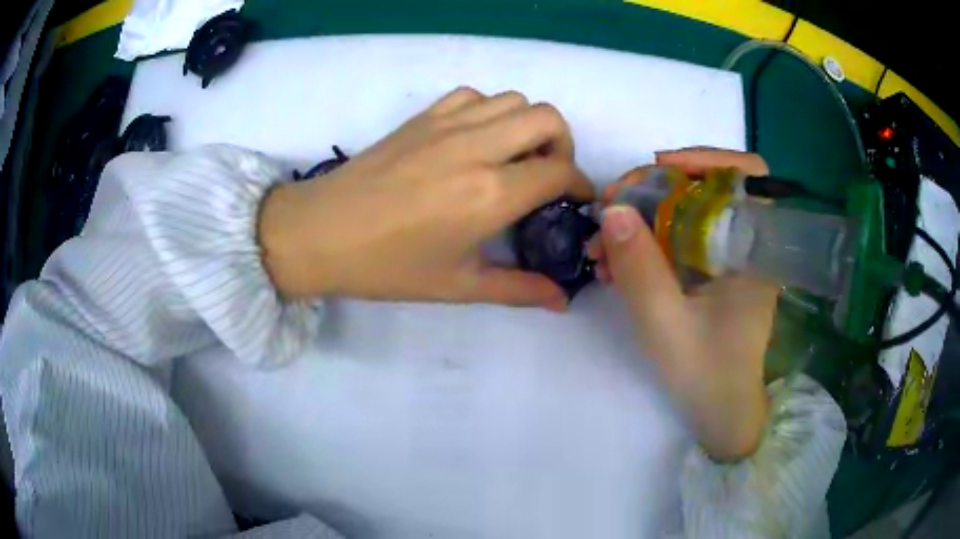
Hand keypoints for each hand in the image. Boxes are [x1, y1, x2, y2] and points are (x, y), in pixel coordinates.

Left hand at [258, 87, 593, 310]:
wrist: (321, 233)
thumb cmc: (387, 266)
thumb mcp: (457, 286)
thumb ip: (518, 289)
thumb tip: (562, 301)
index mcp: (489, 194)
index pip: (559, 172)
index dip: (580, 184)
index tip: (578, 200)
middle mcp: (476, 148)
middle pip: (547, 118)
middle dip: (563, 145)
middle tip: (548, 175)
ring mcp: (447, 125)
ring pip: (513, 100)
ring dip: (527, 125)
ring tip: (514, 157)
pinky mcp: (422, 117)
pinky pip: (473, 96)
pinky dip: (489, 111)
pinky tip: (476, 140)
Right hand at [589, 148, 778, 460]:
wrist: (722, 414)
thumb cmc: (706, 374)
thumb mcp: (666, 324)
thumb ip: (640, 268)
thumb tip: (612, 209)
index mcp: (755, 249)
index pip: (748, 174)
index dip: (705, 158)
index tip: (658, 167)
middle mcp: (747, 245)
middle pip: (706, 189)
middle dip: (654, 191)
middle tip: (610, 208)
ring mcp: (729, 260)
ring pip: (687, 216)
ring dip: (642, 221)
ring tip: (601, 246)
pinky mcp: (714, 274)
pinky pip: (680, 242)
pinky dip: (648, 244)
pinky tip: (615, 263)